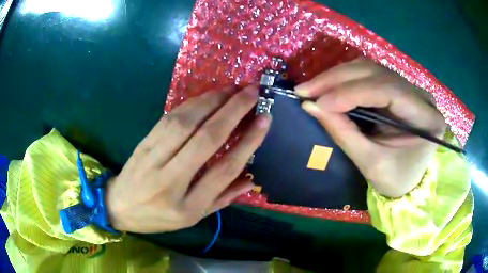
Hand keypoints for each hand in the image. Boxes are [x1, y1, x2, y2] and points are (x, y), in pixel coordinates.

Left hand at [106, 86, 270, 232]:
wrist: (119, 206)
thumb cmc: (158, 217)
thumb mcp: (192, 218)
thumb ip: (222, 199)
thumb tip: (251, 179)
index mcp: (188, 206)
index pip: (224, 169)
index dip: (247, 142)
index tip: (265, 119)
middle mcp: (171, 180)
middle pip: (206, 138)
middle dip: (233, 110)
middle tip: (252, 92)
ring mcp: (153, 158)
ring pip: (186, 122)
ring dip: (212, 101)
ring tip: (233, 89)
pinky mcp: (144, 143)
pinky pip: (170, 118)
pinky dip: (191, 104)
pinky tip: (207, 96)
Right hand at [295, 58, 446, 197]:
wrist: (409, 181)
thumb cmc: (396, 180)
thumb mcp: (372, 164)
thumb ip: (344, 133)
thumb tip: (310, 106)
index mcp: (426, 117)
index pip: (388, 90)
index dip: (351, 93)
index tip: (318, 102)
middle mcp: (420, 95)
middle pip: (376, 72)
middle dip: (337, 79)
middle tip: (305, 89)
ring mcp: (409, 88)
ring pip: (369, 69)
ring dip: (338, 77)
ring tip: (312, 88)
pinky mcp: (397, 89)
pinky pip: (368, 76)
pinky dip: (344, 80)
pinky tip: (328, 87)